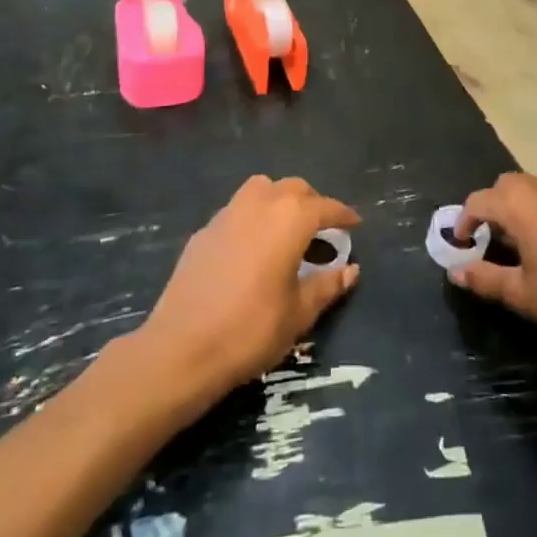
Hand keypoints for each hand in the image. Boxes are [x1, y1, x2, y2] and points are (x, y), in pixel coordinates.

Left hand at [137, 176, 360, 406]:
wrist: (182, 348)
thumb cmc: (251, 329)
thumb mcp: (299, 313)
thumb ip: (327, 285)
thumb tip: (351, 270)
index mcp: (289, 219)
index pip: (325, 207)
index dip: (342, 214)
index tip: (354, 223)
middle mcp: (259, 204)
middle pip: (293, 188)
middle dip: (312, 202)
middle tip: (322, 229)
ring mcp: (227, 214)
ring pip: (261, 189)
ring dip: (279, 200)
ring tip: (286, 230)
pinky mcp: (203, 231)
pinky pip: (236, 210)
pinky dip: (252, 217)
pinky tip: (252, 248)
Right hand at [450, 173, 536, 363]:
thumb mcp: (523, 294)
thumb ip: (486, 279)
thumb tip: (456, 272)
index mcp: (520, 204)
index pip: (479, 201)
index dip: (464, 221)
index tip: (461, 245)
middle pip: (507, 186)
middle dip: (494, 207)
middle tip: (492, 241)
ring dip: (523, 208)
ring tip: (525, 244)